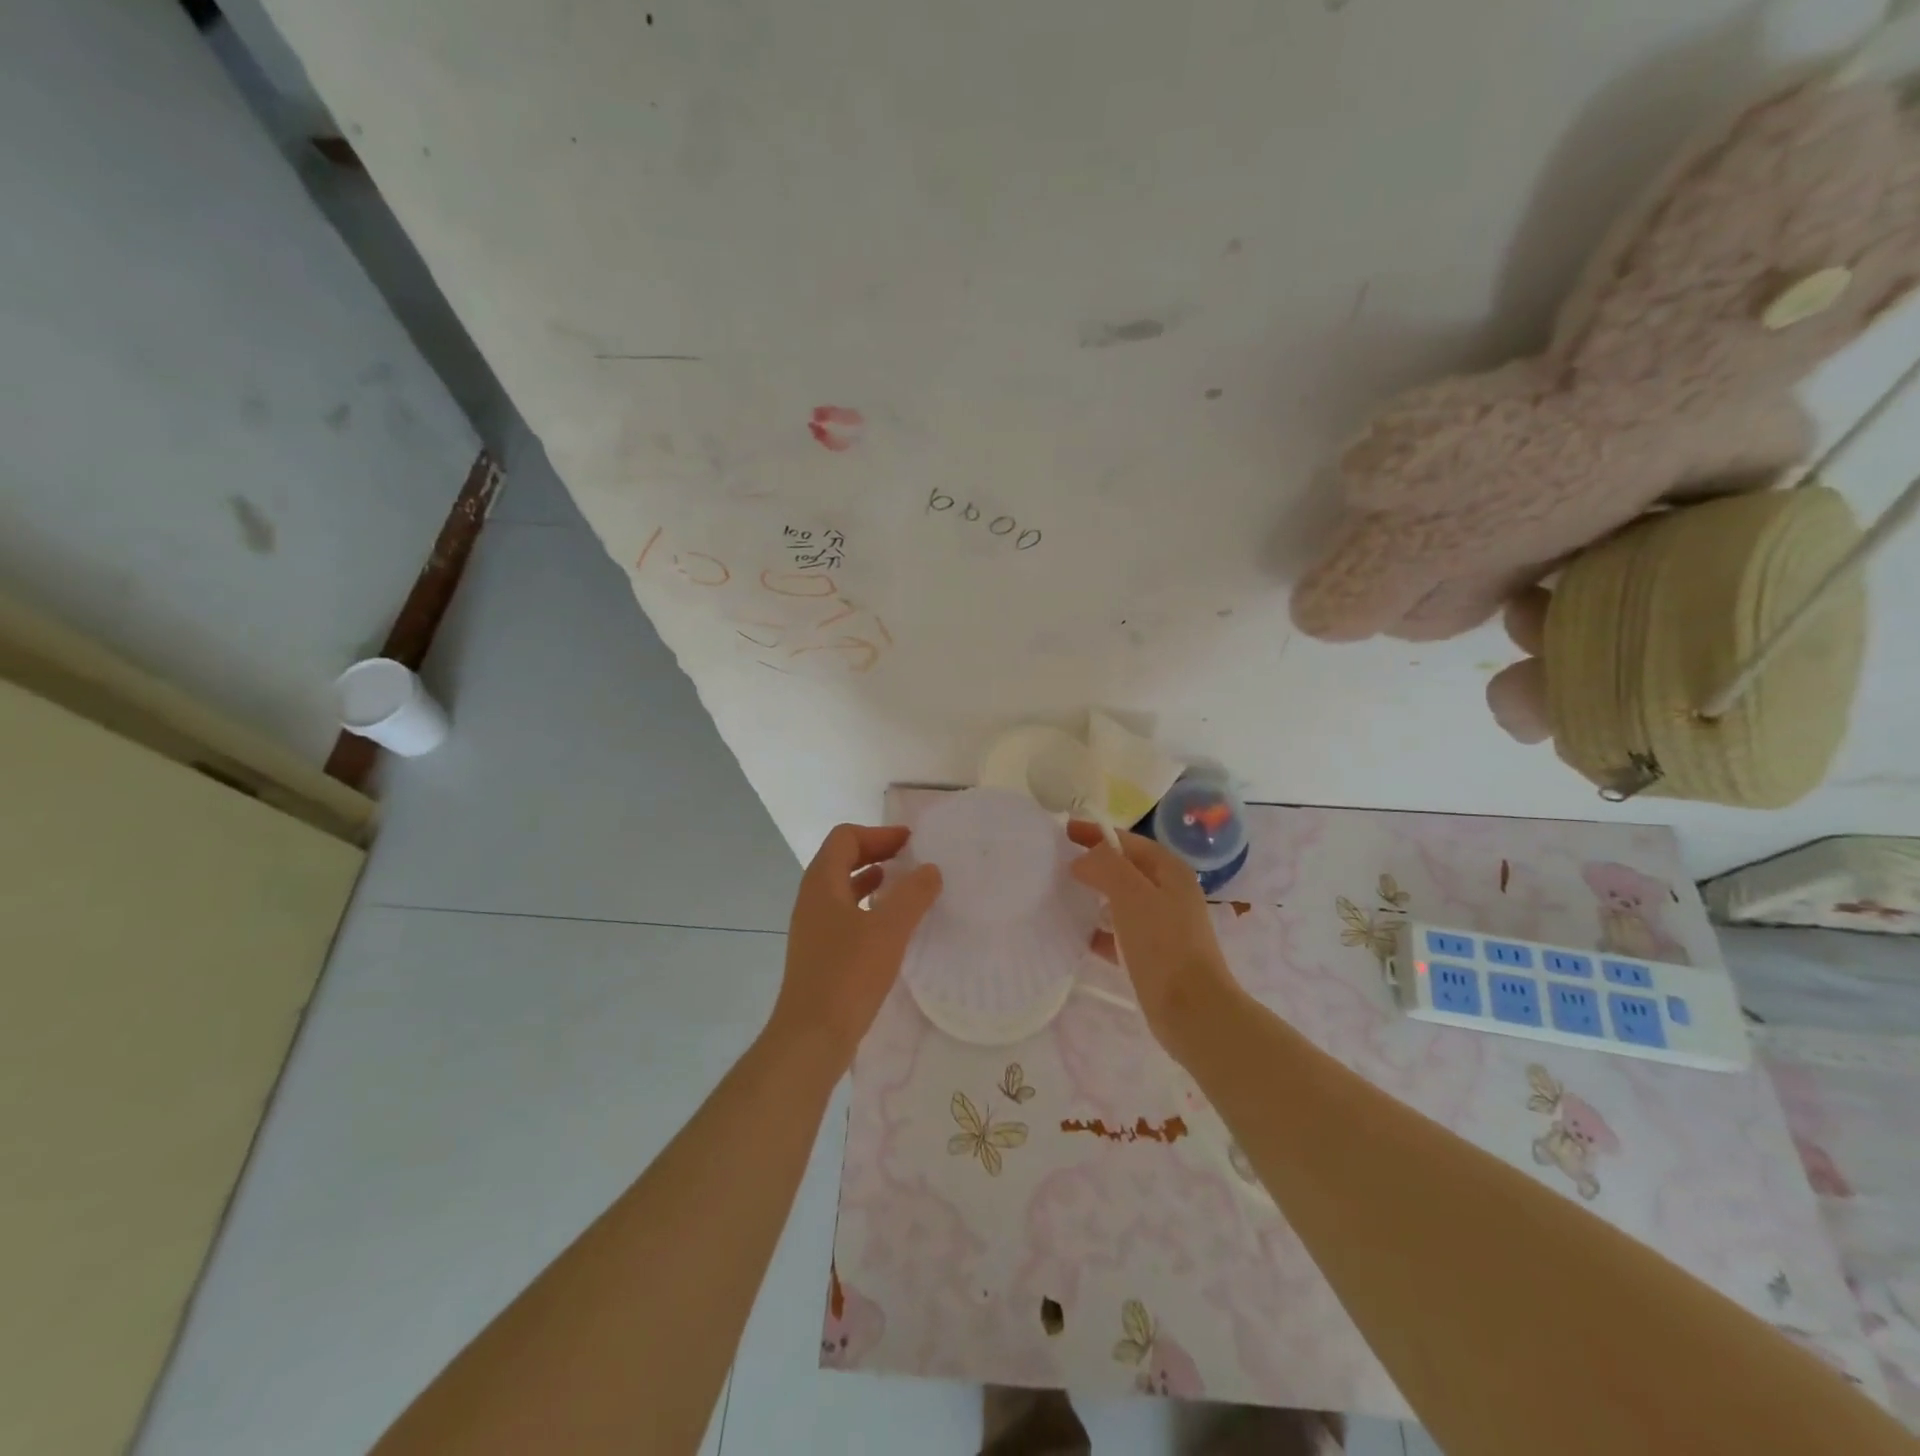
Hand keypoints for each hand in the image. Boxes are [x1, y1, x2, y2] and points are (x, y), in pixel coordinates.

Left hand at [769, 824, 942, 1069]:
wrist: (812, 1036)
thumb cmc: (849, 974)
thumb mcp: (890, 929)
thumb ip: (913, 894)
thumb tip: (930, 869)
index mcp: (822, 882)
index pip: (846, 837)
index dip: (878, 834)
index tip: (910, 843)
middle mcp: (812, 898)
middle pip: (842, 859)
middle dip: (877, 853)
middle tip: (912, 859)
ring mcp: (813, 926)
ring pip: (843, 888)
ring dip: (873, 880)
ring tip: (905, 887)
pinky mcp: (819, 952)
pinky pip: (844, 913)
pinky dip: (868, 907)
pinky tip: (890, 925)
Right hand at [1067, 821, 1243, 1060]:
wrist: (1192, 1009)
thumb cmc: (1162, 944)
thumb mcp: (1131, 893)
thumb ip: (1105, 865)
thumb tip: (1082, 860)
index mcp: (1169, 871)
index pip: (1128, 841)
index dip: (1096, 833)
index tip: (1063, 831)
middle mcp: (1169, 893)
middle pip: (1125, 869)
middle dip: (1094, 864)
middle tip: (1057, 863)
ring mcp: (1163, 926)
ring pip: (1121, 901)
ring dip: (1094, 896)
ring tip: (1060, 896)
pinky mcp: (1153, 956)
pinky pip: (1119, 934)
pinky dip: (1099, 931)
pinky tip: (1076, 935)